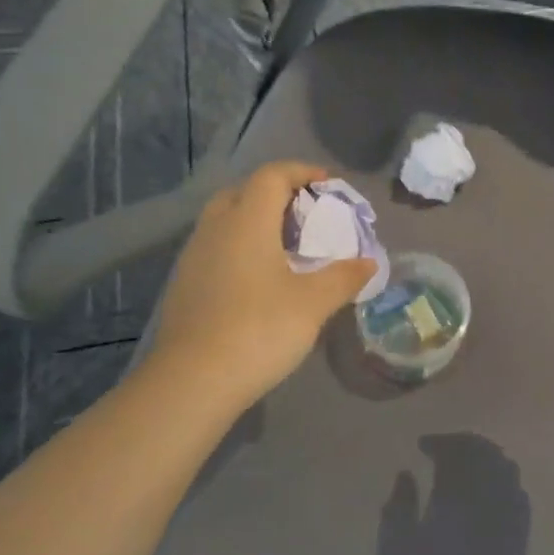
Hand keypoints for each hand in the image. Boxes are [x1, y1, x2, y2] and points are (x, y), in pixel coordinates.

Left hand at [143, 162, 375, 413]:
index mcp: (247, 221)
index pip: (272, 176)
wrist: (192, 382)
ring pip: (224, 220)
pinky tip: (258, 279)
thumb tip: (370, 263)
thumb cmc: (259, 329)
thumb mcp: (313, 303)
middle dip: (276, 194)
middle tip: (305, 215)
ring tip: (285, 247)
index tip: (328, 184)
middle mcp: (215, 229)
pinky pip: (215, 248)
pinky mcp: (183, 285)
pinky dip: (239, 248)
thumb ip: (344, 277)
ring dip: (255, 222)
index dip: (302, 172)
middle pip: (243, 192)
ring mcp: (193, 257)